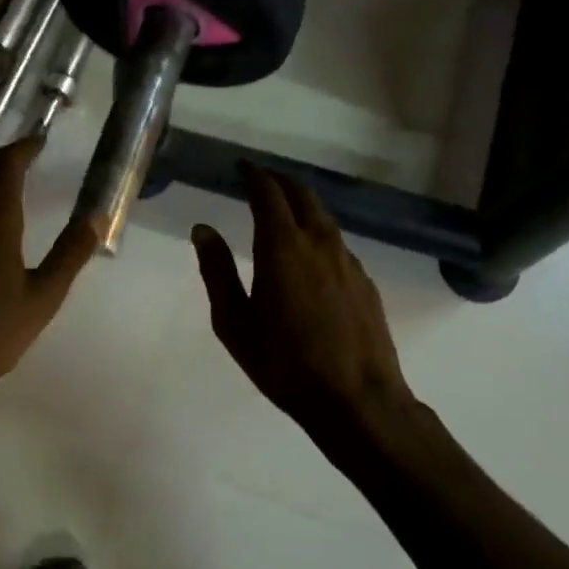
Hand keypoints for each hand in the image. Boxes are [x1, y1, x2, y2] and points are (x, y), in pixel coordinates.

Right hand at [192, 164, 435, 476]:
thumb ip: (217, 272)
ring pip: (323, 217)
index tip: (242, 167)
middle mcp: (319, 243)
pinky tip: (311, 254)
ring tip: (284, 210)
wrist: (357, 401)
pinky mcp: (365, 282)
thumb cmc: (285, 364)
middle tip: (261, 180)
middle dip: (279, 181)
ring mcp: (348, 262)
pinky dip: (319, 232)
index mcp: (282, 248)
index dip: (254, 175)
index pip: (268, 194)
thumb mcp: (235, 323)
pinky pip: (338, 243)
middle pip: (302, 194)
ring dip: (302, 204)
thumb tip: (203, 230)